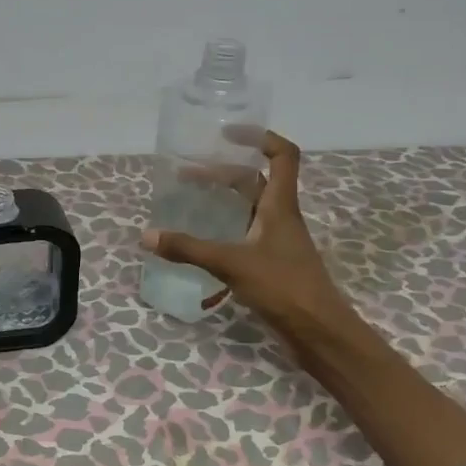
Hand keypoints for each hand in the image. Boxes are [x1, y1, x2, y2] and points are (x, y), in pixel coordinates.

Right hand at [141, 130, 347, 343]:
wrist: (319, 332)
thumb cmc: (283, 287)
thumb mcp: (231, 264)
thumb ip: (189, 249)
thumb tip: (147, 235)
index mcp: (280, 205)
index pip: (283, 155)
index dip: (259, 137)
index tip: (227, 133)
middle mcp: (281, 217)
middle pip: (256, 181)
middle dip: (223, 171)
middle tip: (187, 175)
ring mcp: (278, 241)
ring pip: (250, 208)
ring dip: (223, 200)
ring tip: (190, 201)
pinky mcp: (273, 263)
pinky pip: (246, 233)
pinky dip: (225, 228)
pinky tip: (203, 241)